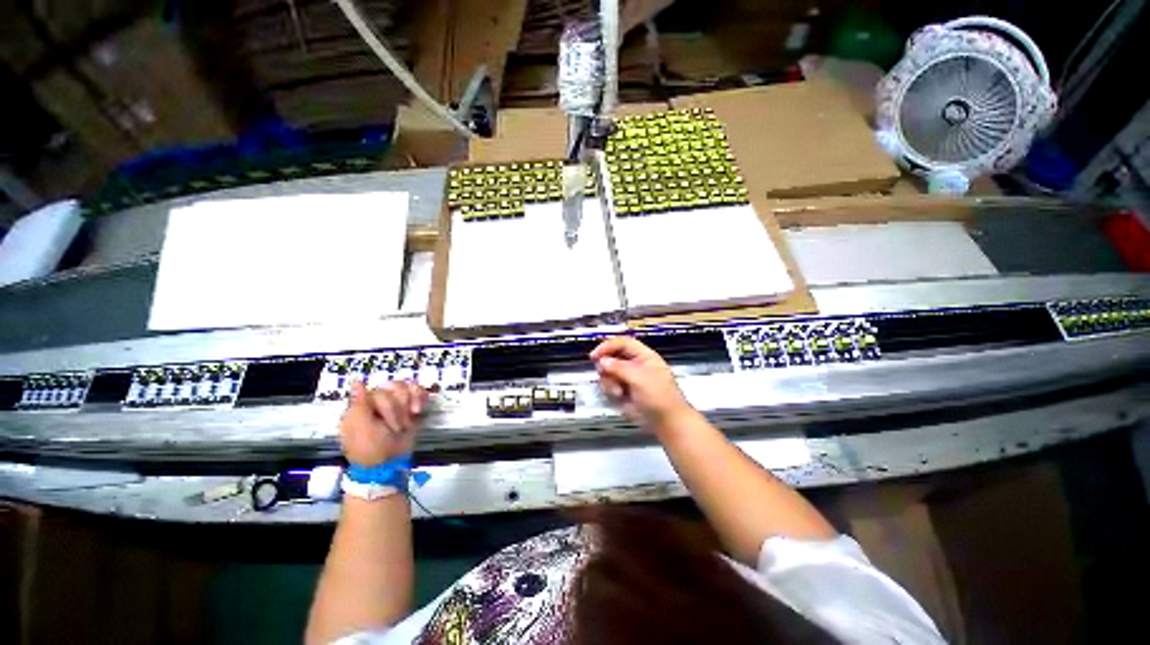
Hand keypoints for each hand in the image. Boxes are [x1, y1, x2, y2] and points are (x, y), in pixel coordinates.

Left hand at [340, 381, 428, 465]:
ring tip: (405, 424)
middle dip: (395, 407)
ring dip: (406, 405)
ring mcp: (396, 409)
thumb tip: (357, 380)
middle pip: (391, 387)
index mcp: (362, 405)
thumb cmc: (368, 448)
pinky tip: (417, 409)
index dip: (382, 399)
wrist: (387, 469)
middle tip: (394, 427)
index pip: (374, 388)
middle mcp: (379, 405)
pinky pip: (417, 394)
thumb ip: (358, 401)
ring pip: (404, 389)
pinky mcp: (410, 414)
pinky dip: (419, 397)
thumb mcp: (358, 424)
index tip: (381, 414)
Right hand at [590, 337, 695, 430]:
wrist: (665, 421)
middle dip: (606, 367)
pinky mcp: (624, 394)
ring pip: (608, 374)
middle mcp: (635, 366)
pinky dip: (611, 392)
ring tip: (619, 392)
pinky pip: (610, 388)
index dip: (608, 346)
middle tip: (605, 375)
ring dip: (609, 383)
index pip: (623, 343)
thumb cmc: (659, 396)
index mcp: (644, 357)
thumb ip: (619, 367)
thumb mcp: (639, 378)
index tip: (595, 355)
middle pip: (612, 358)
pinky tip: (619, 398)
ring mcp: (629, 381)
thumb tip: (602, 361)